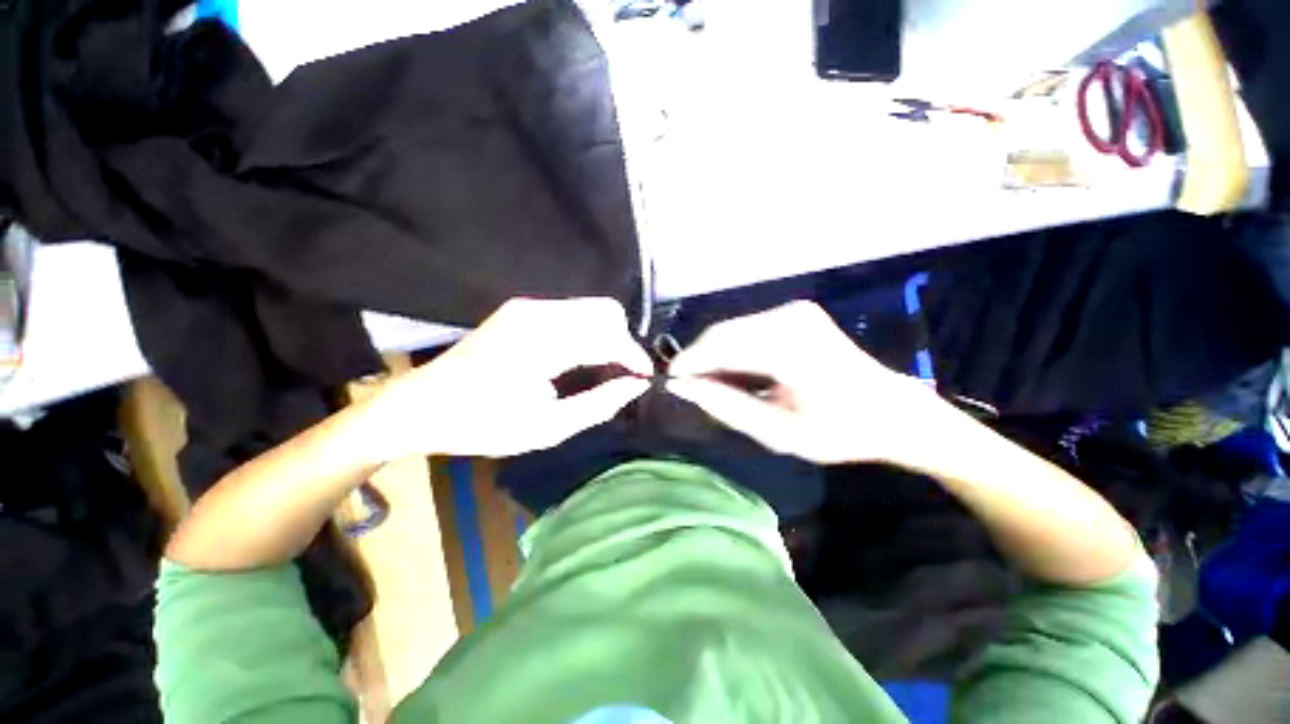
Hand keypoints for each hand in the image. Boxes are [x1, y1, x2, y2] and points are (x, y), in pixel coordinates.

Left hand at [366, 298, 652, 458]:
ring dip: (608, 336)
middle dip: (624, 342)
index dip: (634, 357)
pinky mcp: (522, 309)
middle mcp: (537, 313)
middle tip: (623, 375)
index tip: (644, 379)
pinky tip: (582, 357)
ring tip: (606, 368)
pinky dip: (589, 332)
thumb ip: (598, 405)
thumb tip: (635, 387)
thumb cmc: (483, 424)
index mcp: (541, 343)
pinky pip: (573, 312)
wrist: (422, 405)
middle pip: (606, 311)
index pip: (608, 337)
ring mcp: (528, 307)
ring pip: (592, 308)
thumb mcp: (547, 428)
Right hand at [667, 301, 943, 464]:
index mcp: (790, 345)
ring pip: (733, 330)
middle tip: (689, 389)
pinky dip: (734, 351)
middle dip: (700, 360)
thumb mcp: (778, 432)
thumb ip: (726, 407)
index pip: (720, 344)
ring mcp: (794, 311)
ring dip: (716, 357)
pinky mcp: (796, 314)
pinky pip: (748, 330)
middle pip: (723, 333)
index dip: (689, 362)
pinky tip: (736, 374)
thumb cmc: (840, 431)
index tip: (670, 383)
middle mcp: (790, 317)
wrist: (893, 412)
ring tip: (712, 386)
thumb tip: (684, 387)